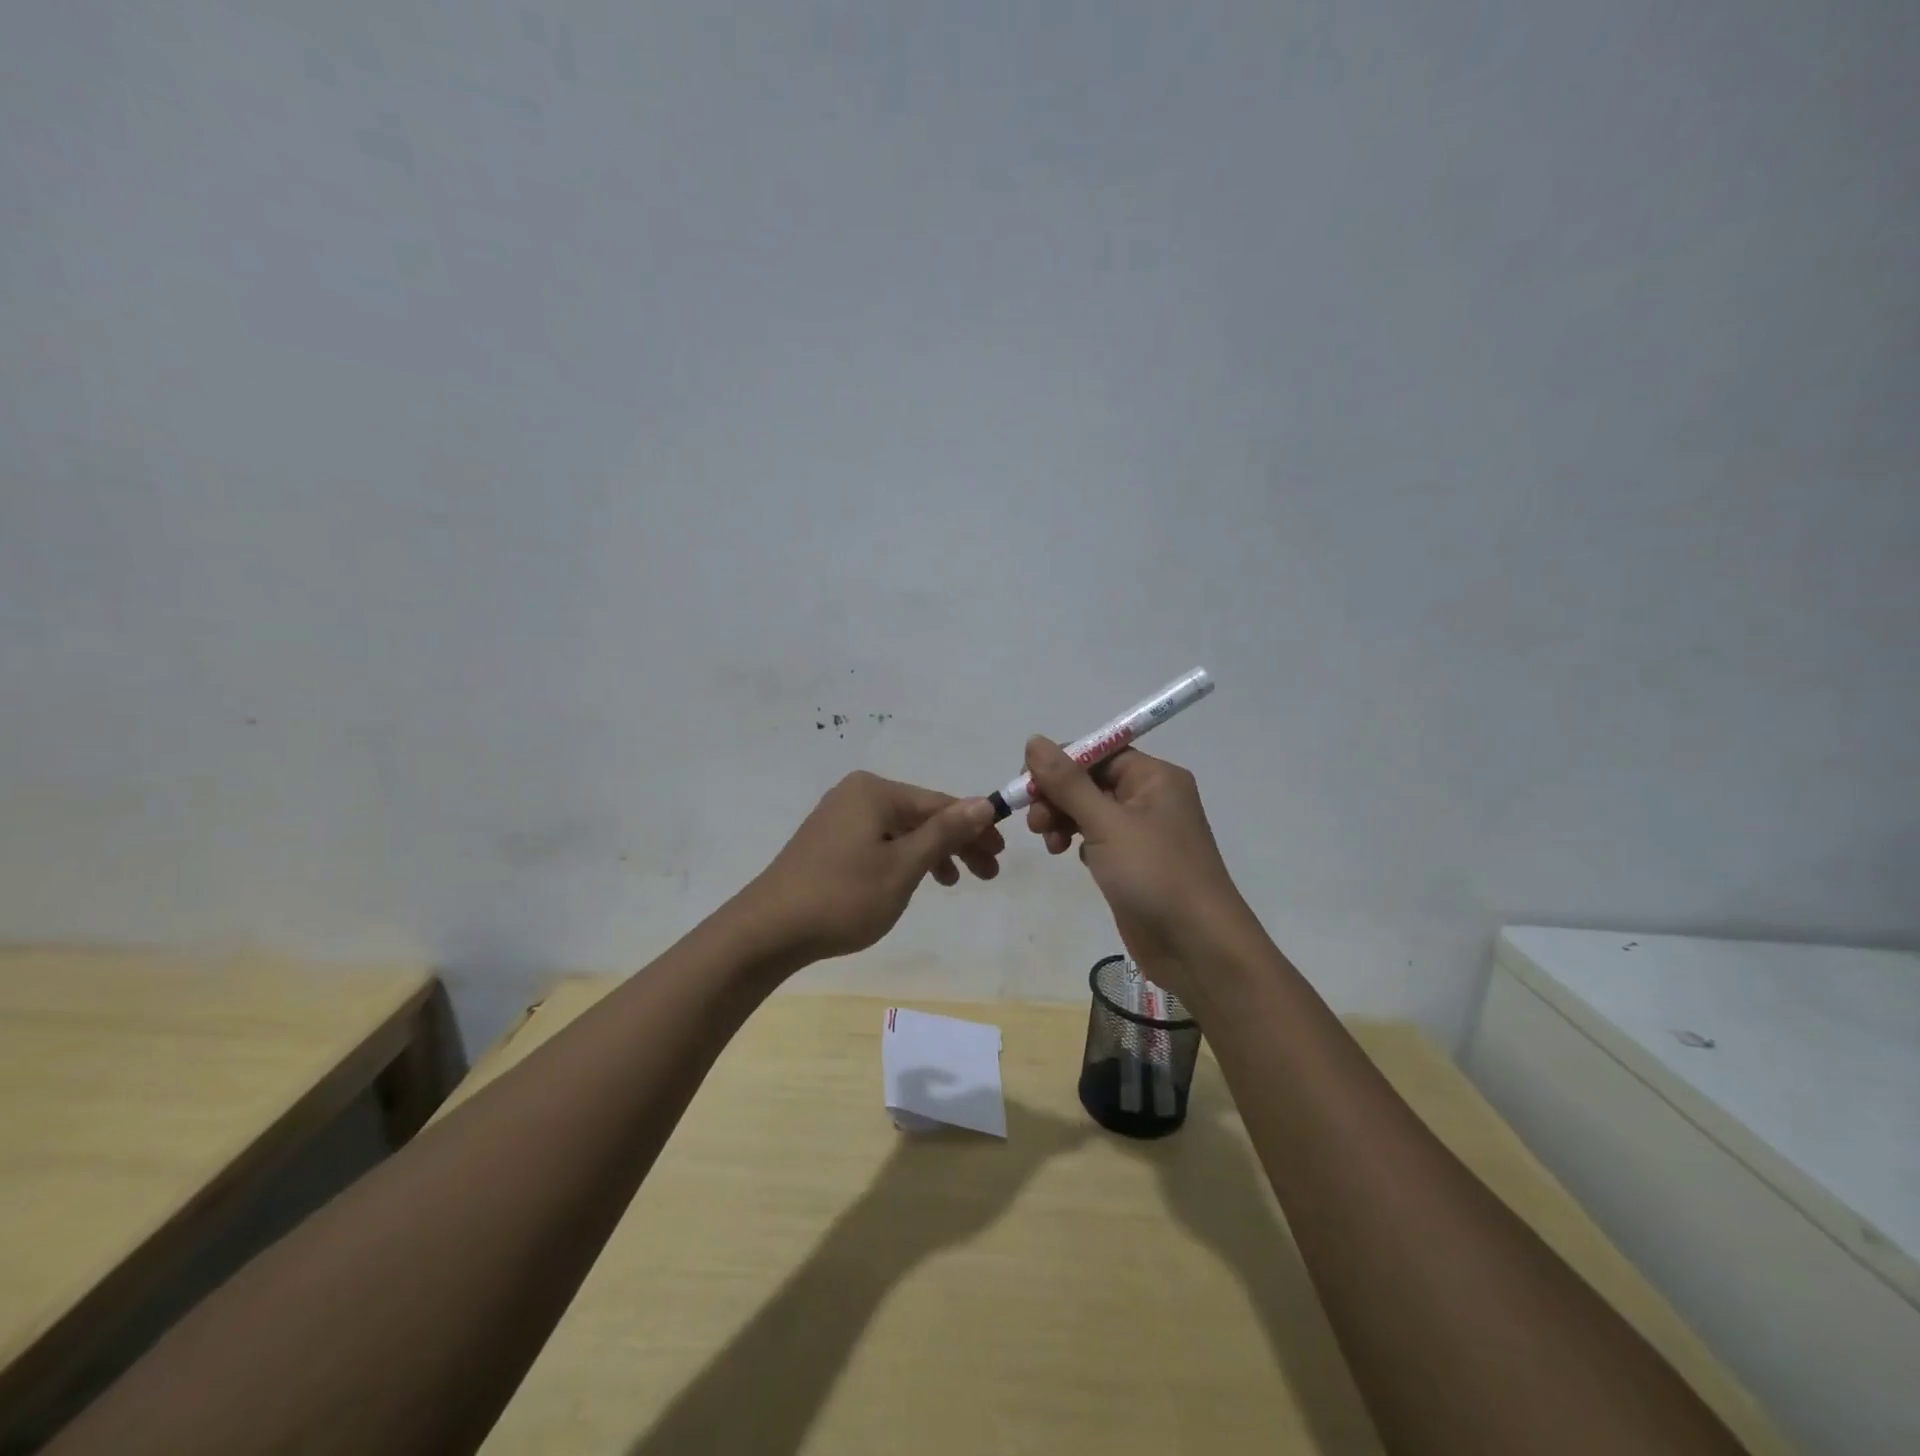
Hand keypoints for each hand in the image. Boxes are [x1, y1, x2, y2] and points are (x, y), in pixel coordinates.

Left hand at [742, 771, 1003, 964]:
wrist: (768, 930)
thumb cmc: (843, 897)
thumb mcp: (903, 867)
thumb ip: (945, 832)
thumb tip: (983, 802)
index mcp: (875, 792)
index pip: (939, 803)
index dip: (974, 827)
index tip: (1001, 854)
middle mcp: (856, 794)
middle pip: (921, 815)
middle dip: (957, 842)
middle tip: (988, 872)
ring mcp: (838, 817)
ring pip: (901, 831)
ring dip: (932, 853)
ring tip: (955, 882)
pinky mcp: (828, 841)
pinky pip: (879, 842)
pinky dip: (903, 859)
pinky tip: (914, 880)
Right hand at [1022, 737, 1253, 998]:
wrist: (1196, 946)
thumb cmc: (1154, 874)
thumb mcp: (1106, 823)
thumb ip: (1068, 783)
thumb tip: (1034, 740)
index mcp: (1155, 777)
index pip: (1099, 753)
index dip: (1060, 764)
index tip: (1027, 784)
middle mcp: (1151, 798)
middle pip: (1091, 780)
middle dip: (1058, 796)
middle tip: (1036, 822)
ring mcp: (1143, 832)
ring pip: (1090, 810)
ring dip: (1063, 819)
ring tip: (1049, 844)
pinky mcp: (1133, 862)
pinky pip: (1097, 837)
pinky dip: (1078, 841)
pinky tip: (1067, 856)